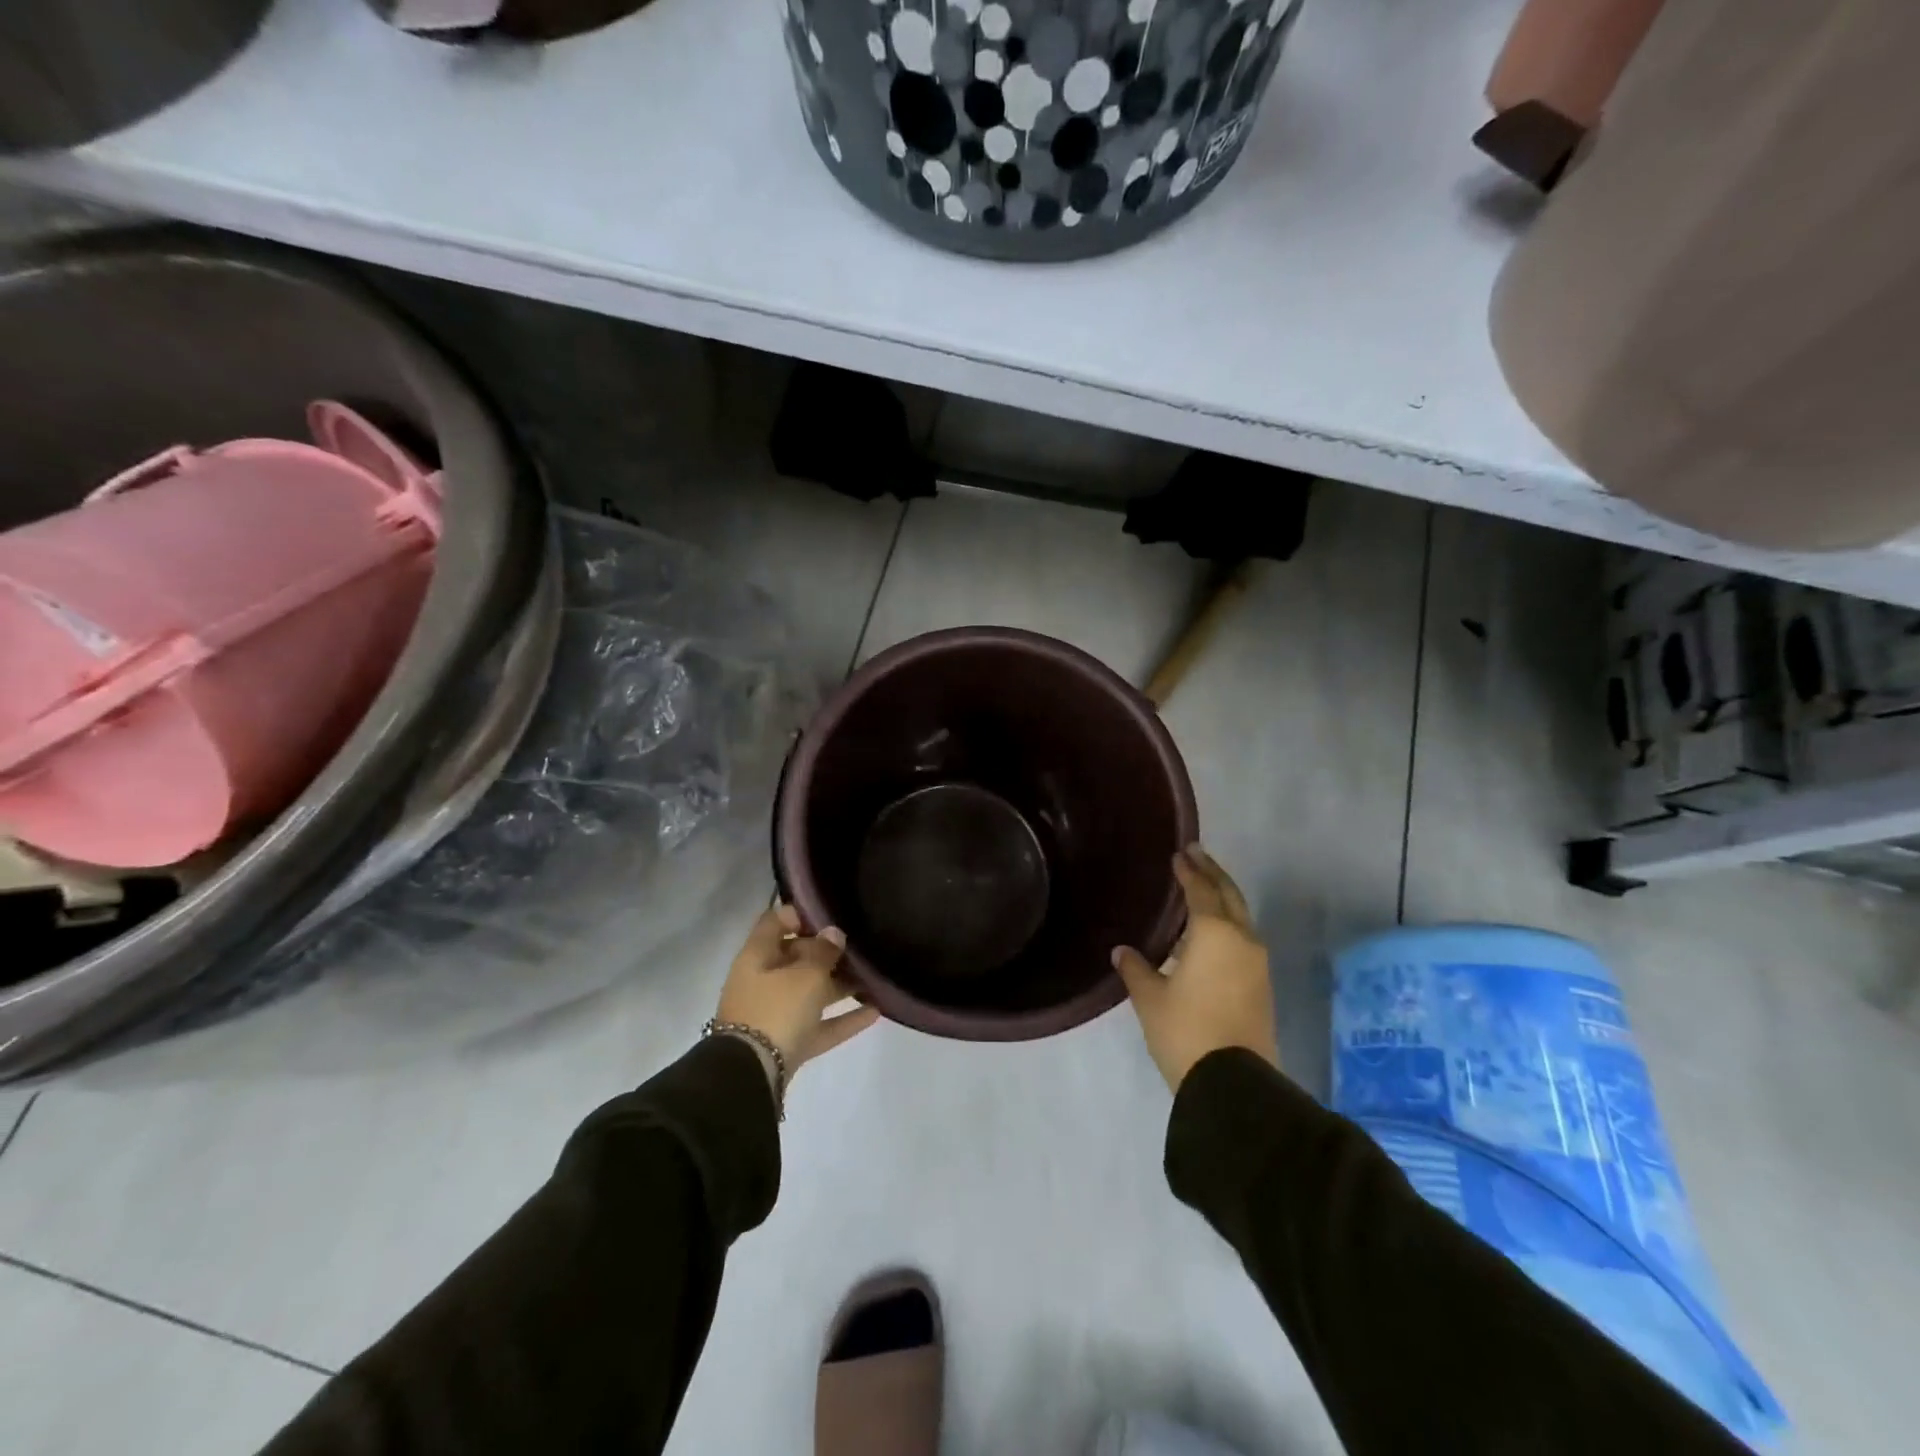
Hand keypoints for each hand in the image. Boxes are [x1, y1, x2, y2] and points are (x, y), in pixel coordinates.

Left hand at [715, 904, 879, 1090]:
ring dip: (839, 985)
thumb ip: (823, 951)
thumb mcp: (805, 975)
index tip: (830, 916)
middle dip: (827, 952)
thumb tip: (833, 934)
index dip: (800, 915)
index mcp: (757, 957)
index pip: (774, 922)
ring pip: (809, 992)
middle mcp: (762, 981)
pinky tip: (875, 1012)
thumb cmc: (776, 1011)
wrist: (750, 1076)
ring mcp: (774, 1014)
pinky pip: (818, 1024)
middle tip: (858, 947)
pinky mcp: (787, 1043)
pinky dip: (842, 1019)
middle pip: (795, 957)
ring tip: (873, 978)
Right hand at [1112, 844, 1278, 1092]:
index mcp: (1214, 933)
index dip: (1189, 871)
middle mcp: (1242, 940)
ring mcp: (1257, 964)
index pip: (1201, 890)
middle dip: (1213, 873)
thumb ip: (1136, 969)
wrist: (1234, 1084)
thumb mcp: (1151, 999)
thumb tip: (1122, 951)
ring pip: (1241, 918)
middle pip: (1229, 896)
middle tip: (1197, 854)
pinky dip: (1227, 925)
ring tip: (1201, 891)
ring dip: (1222, 900)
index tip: (1180, 853)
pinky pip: (1243, 940)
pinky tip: (1209, 934)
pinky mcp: (1262, 987)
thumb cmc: (1186, 1031)